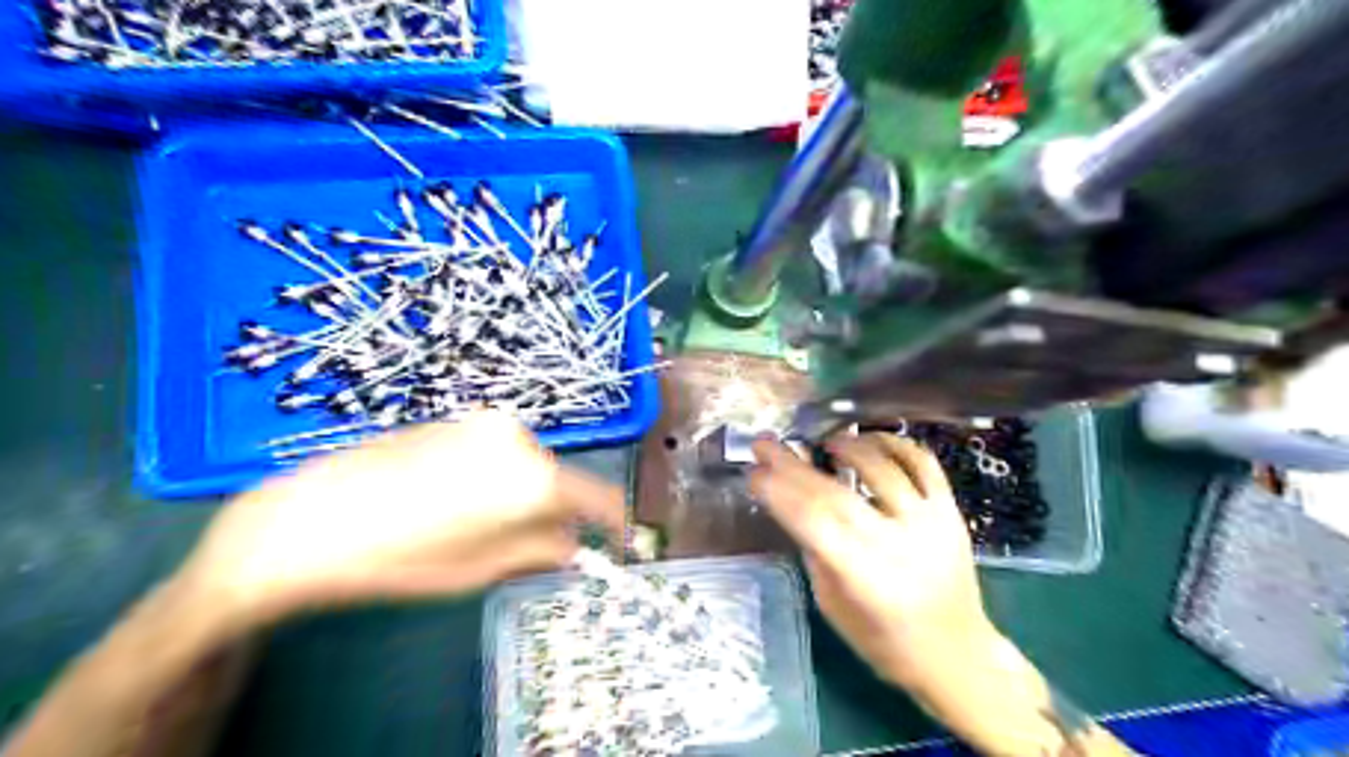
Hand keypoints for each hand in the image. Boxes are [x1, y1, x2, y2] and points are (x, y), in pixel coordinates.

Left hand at [175, 412, 624, 628]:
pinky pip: (495, 452)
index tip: (619, 541)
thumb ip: (542, 551)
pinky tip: (453, 500)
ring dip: (522, 493)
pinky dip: (493, 476)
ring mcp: (483, 423)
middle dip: (554, 511)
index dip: (613, 522)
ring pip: (525, 463)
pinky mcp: (455, 420)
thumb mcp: (480, 569)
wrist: (310, 518)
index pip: (596, 497)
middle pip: (557, 479)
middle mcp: (518, 437)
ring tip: (481, 526)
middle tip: (535, 546)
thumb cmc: (402, 557)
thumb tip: (573, 545)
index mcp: (533, 476)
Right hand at [756, 431, 992, 690]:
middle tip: (766, 444)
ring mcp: (929, 524)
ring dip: (849, 447)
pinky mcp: (951, 511)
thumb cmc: (884, 640)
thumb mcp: (833, 605)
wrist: (956, 655)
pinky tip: (870, 440)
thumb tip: (791, 504)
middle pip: (837, 493)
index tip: (753, 473)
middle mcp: (898, 545)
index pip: (812, 523)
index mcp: (865, 579)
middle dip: (794, 466)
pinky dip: (895, 444)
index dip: (778, 493)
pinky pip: (924, 464)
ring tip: (826, 441)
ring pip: (883, 469)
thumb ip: (815, 552)